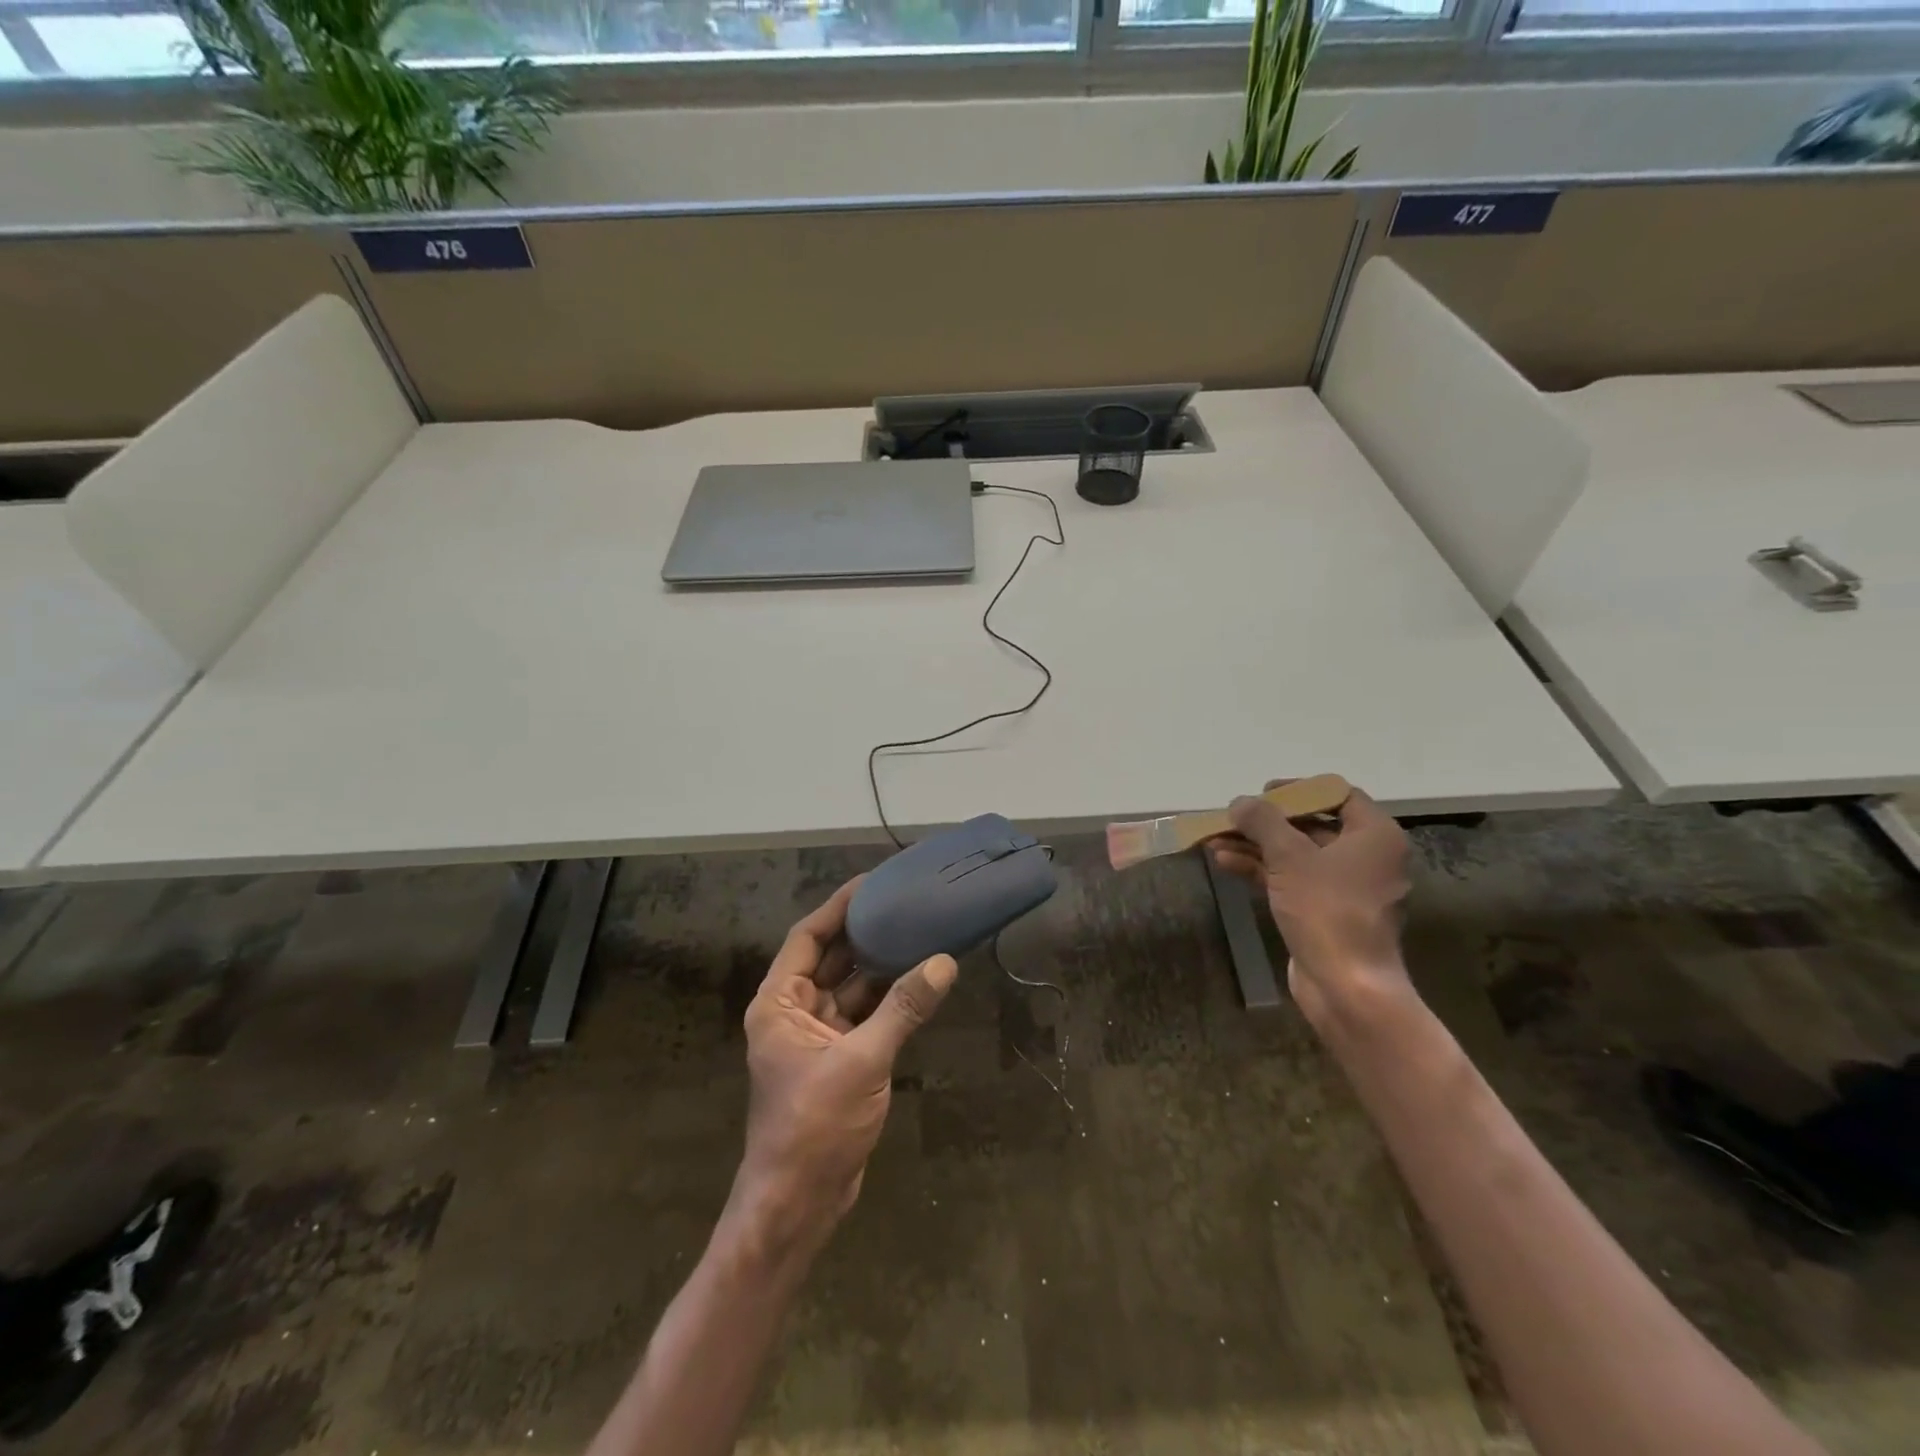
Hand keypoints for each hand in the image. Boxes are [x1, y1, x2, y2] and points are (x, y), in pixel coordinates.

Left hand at [732, 877, 956, 1253]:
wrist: (798, 1205)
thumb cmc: (814, 1126)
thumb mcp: (861, 1062)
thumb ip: (902, 1010)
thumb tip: (944, 962)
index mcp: (779, 1003)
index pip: (807, 938)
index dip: (838, 907)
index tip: (872, 882)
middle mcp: (794, 1012)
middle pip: (831, 958)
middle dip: (864, 932)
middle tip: (904, 901)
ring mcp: (818, 1037)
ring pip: (852, 988)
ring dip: (881, 966)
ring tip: (919, 931)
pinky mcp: (840, 1060)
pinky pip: (865, 1016)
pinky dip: (889, 1000)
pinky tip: (920, 980)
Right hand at [1208, 783, 1414, 1029]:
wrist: (1346, 986)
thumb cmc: (1327, 910)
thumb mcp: (1290, 856)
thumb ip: (1263, 822)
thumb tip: (1240, 802)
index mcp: (1375, 836)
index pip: (1337, 795)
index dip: (1298, 790)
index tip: (1263, 793)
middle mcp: (1367, 857)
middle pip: (1312, 825)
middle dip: (1266, 822)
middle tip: (1232, 818)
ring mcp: (1347, 887)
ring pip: (1297, 854)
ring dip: (1257, 846)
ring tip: (1215, 840)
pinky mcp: (1327, 912)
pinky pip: (1294, 879)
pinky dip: (1263, 870)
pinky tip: (1226, 863)